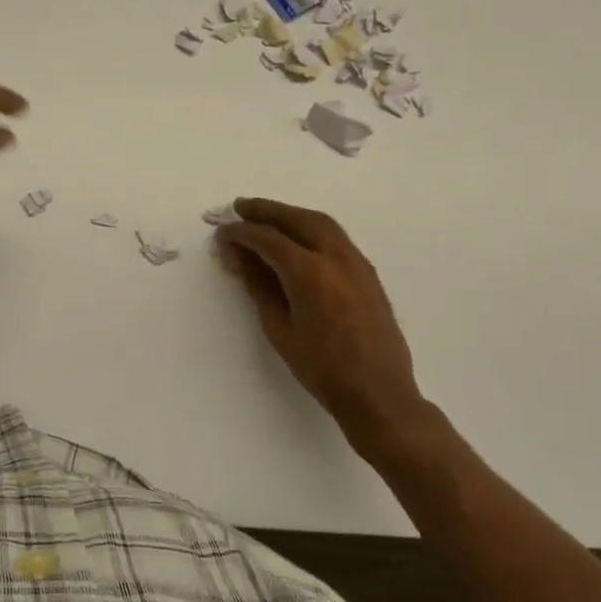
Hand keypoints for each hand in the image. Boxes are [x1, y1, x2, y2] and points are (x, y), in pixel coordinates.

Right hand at [215, 198, 429, 457]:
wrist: (378, 393)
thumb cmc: (321, 368)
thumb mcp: (279, 329)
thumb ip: (259, 286)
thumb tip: (239, 257)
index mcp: (309, 272)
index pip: (268, 239)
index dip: (241, 233)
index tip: (222, 232)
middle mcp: (335, 257)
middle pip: (296, 219)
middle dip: (266, 211)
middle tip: (239, 208)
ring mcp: (356, 262)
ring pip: (320, 222)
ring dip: (290, 214)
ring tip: (265, 215)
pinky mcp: (367, 272)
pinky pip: (335, 236)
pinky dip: (310, 227)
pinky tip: (297, 237)